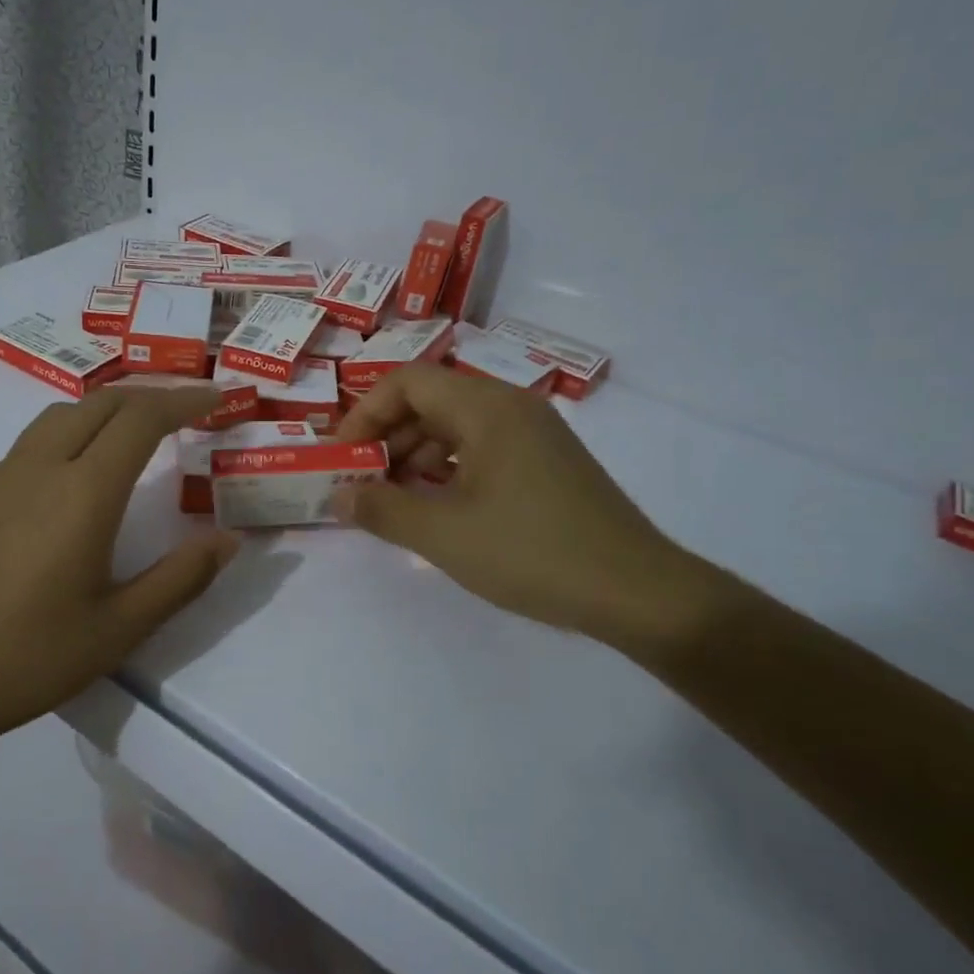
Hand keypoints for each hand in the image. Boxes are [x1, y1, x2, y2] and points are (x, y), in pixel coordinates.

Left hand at [0, 387, 239, 754]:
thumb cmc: (31, 658)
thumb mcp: (121, 628)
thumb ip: (181, 578)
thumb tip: (228, 539)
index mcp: (82, 494)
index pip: (141, 419)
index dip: (183, 401)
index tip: (215, 398)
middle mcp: (37, 470)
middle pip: (98, 403)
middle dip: (147, 397)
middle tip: (183, 412)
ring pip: (56, 419)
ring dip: (102, 413)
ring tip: (129, 437)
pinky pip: (24, 451)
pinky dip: (63, 444)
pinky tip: (64, 490)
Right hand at [334, 366, 720, 648]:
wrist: (636, 591)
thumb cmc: (532, 553)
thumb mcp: (443, 535)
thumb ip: (381, 510)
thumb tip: (338, 497)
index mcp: (486, 408)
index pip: (407, 382)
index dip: (364, 413)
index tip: (342, 457)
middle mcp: (511, 407)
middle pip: (430, 400)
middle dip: (387, 437)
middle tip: (361, 482)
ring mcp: (534, 433)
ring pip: (456, 425)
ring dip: (415, 454)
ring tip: (393, 499)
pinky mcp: (547, 461)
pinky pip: (482, 447)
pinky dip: (448, 467)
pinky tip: (436, 505)